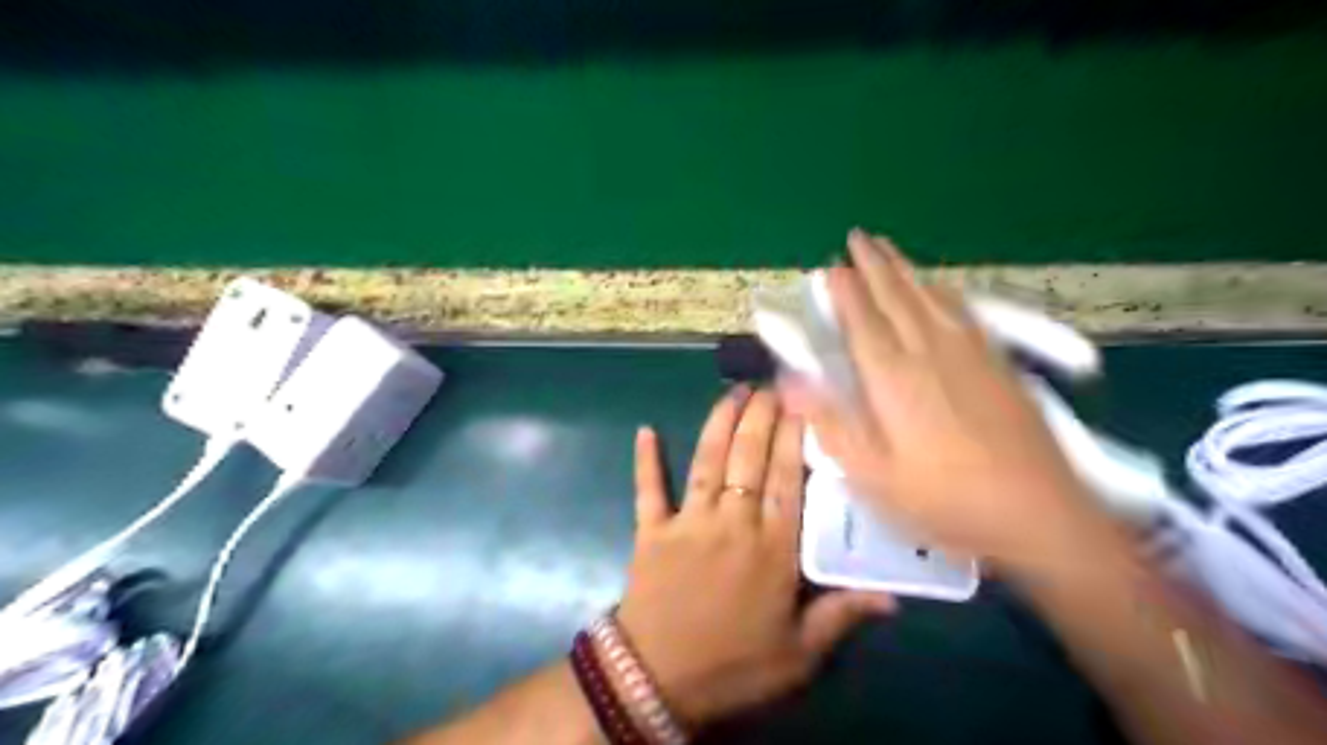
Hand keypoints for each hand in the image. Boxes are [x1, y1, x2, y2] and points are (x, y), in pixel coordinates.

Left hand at [619, 389, 891, 728]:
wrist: (658, 681)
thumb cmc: (735, 667)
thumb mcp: (798, 653)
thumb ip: (841, 616)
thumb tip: (893, 597)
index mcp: (772, 549)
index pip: (785, 480)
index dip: (792, 437)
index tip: (799, 403)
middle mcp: (732, 523)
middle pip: (748, 459)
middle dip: (760, 417)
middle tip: (769, 384)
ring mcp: (688, 523)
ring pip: (707, 462)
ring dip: (719, 424)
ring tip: (732, 392)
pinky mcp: (651, 531)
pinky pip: (648, 489)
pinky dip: (646, 461)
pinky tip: (645, 430)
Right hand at [780, 231, 1111, 571]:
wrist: (1040, 513)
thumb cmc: (944, 500)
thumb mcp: (872, 476)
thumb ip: (830, 423)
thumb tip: (790, 381)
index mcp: (893, 377)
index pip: (862, 319)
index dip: (845, 290)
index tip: (831, 266)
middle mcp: (929, 350)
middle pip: (897, 295)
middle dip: (874, 264)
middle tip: (858, 237)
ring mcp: (969, 352)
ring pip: (929, 296)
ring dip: (905, 269)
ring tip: (889, 250)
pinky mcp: (997, 361)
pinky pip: (962, 309)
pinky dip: (941, 289)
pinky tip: (939, 287)